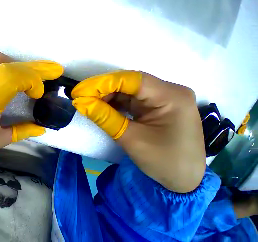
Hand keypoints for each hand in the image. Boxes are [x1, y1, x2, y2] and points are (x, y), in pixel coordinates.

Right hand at [71, 71, 205, 192]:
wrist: (182, 182)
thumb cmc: (163, 162)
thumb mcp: (130, 139)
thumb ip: (103, 117)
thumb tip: (80, 103)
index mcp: (171, 96)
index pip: (131, 80)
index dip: (102, 83)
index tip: (80, 91)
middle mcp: (169, 92)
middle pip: (129, 83)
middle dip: (102, 90)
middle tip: (81, 98)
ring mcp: (163, 99)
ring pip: (127, 91)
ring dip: (106, 97)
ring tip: (88, 103)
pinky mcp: (155, 107)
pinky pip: (130, 100)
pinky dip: (113, 103)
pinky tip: (101, 107)